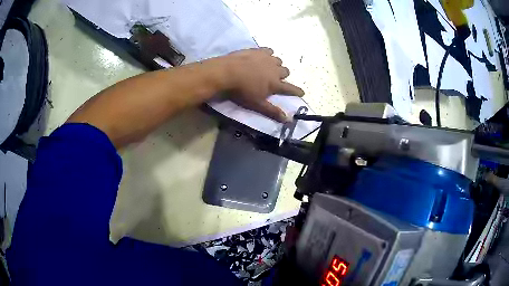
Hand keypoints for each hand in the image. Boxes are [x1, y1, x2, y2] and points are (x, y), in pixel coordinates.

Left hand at [221, 48, 304, 121]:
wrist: (227, 72)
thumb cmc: (241, 91)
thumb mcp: (257, 104)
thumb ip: (272, 111)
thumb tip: (288, 120)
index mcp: (275, 83)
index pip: (290, 88)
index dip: (296, 91)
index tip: (301, 92)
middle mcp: (274, 69)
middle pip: (286, 71)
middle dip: (283, 76)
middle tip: (275, 79)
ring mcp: (267, 58)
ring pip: (278, 60)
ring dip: (276, 65)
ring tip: (267, 67)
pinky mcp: (258, 50)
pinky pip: (269, 50)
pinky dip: (268, 54)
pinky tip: (262, 57)